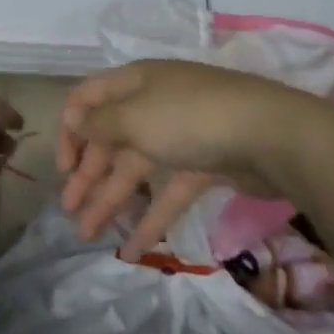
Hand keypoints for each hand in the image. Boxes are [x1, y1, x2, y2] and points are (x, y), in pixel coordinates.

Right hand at [57, 60, 330, 257]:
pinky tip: (133, 250)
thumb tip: (75, 119)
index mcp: (135, 83)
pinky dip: (151, 217)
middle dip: (88, 174)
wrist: (271, 135)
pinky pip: (168, 190)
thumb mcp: (135, 117)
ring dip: (111, 200)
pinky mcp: (204, 164)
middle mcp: (154, 104)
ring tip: (88, 236)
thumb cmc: (190, 118)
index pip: (89, 99)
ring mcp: (181, 135)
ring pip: (136, 169)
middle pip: (111, 139)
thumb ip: (99, 123)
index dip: (70, 131)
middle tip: (69, 211)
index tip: (63, 169)